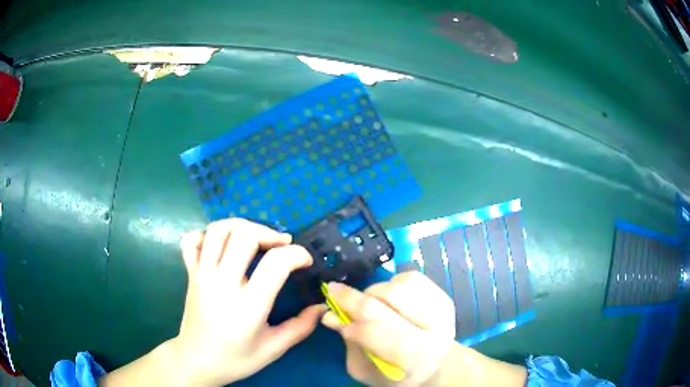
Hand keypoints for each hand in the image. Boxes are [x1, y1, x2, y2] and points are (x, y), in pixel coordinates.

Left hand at [175, 219, 324, 385]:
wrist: (196, 361)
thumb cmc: (236, 359)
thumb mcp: (274, 349)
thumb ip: (301, 327)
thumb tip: (321, 306)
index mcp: (248, 306)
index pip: (276, 263)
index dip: (297, 254)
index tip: (305, 260)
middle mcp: (223, 284)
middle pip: (244, 236)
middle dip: (269, 234)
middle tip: (282, 245)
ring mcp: (202, 275)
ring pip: (218, 231)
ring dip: (241, 226)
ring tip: (255, 237)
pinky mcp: (190, 273)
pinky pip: (192, 240)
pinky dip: (207, 234)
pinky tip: (221, 244)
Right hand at [321, 272, 456, 385]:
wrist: (436, 366)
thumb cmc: (395, 375)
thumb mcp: (366, 370)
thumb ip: (350, 344)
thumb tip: (331, 315)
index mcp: (413, 356)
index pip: (375, 329)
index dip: (349, 316)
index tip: (331, 309)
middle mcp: (434, 330)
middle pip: (389, 299)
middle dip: (355, 296)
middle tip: (336, 292)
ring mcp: (442, 310)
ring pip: (399, 284)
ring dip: (375, 290)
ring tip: (370, 302)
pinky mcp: (444, 297)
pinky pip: (412, 277)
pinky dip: (393, 282)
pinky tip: (389, 297)